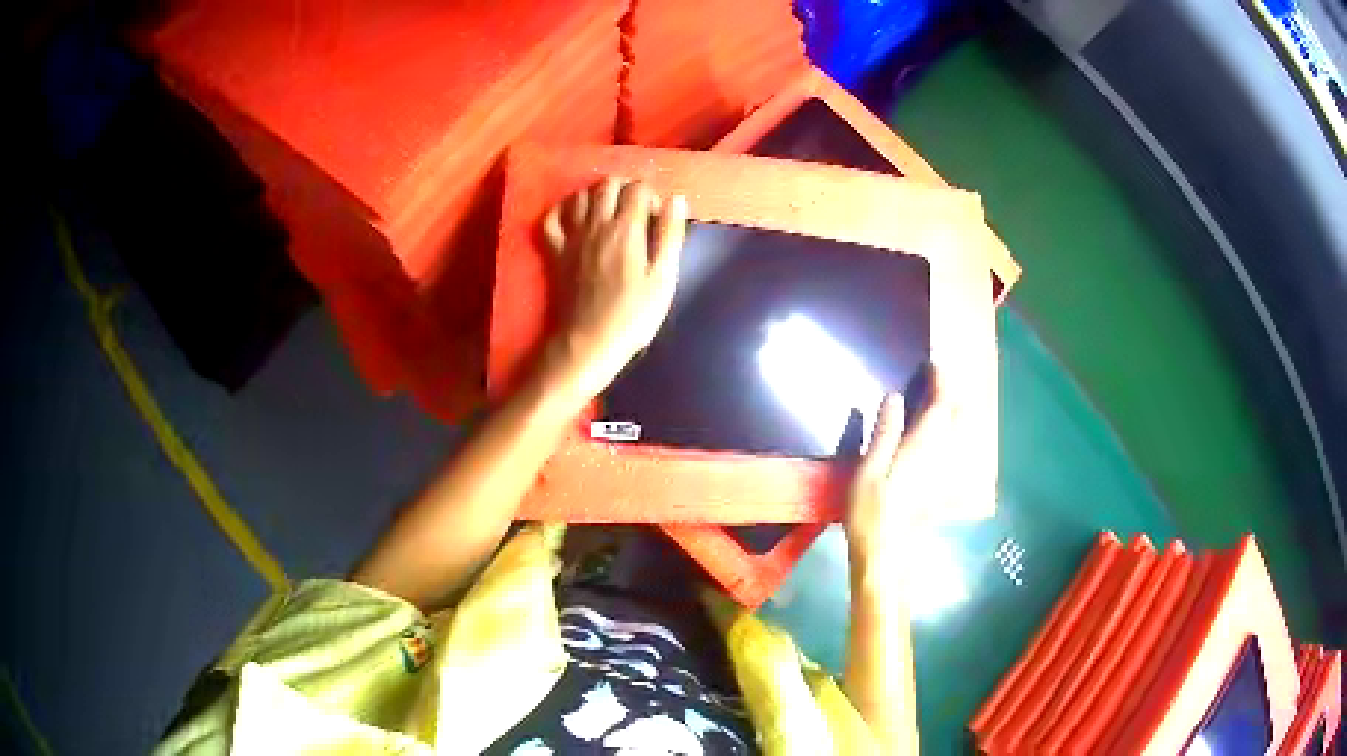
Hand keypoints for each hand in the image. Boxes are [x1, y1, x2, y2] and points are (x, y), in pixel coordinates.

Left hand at [539, 178, 688, 403]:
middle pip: (607, 184)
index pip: (638, 188)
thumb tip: (676, 199)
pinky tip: (575, 218)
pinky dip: (563, 210)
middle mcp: (596, 224)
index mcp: (626, 229)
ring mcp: (571, 236)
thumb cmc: (633, 315)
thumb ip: (670, 235)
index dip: (651, 196)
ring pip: (579, 195)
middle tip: (635, 211)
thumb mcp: (664, 278)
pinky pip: (551, 217)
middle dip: (624, 189)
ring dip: (596, 195)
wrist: (588, 342)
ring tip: (609, 213)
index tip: (656, 217)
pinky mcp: (554, 251)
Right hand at [844, 369, 949, 566]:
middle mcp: (945, 455)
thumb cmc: (872, 512)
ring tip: (939, 405)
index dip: (941, 379)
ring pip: (964, 433)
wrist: (888, 555)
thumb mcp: (869, 469)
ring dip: (956, 413)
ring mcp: (950, 473)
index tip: (933, 364)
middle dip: (954, 394)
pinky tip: (942, 442)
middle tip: (937, 382)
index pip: (943, 402)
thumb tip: (894, 396)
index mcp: (924, 445)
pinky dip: (955, 437)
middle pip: (961, 415)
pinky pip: (960, 452)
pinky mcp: (948, 488)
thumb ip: (884, 431)